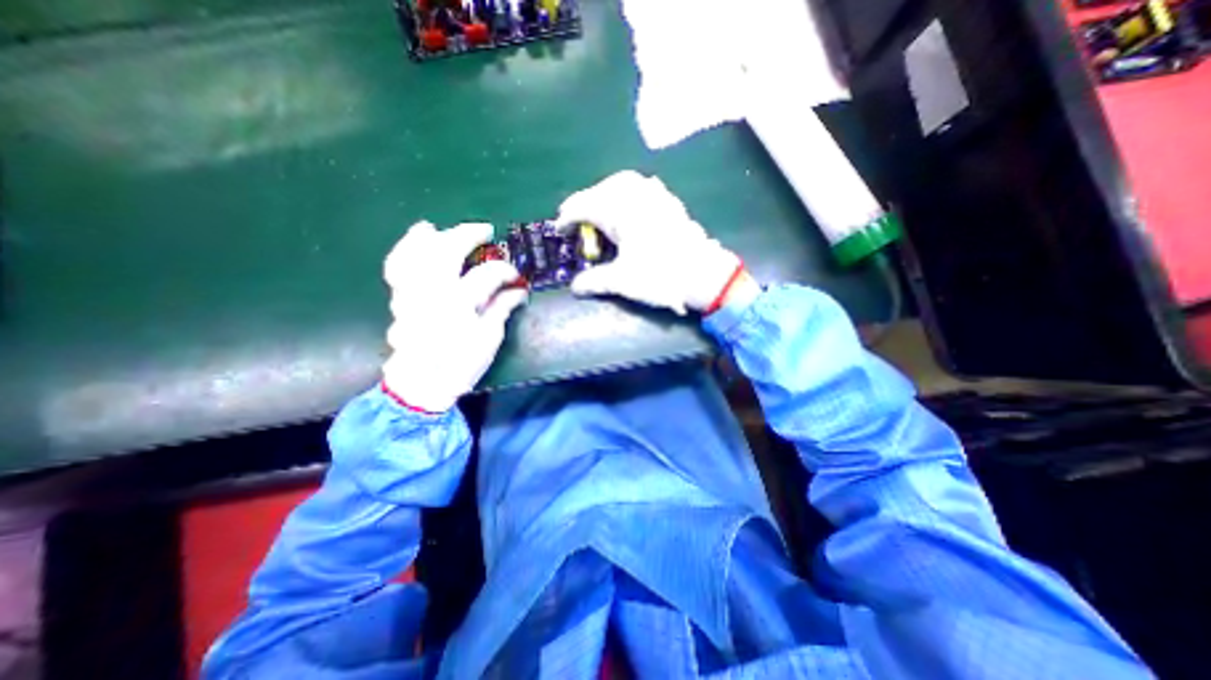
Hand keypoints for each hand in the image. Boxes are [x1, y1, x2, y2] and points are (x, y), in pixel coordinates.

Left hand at [383, 224, 526, 414]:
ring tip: (441, 228)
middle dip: (469, 235)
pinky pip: (398, 264)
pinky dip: (406, 247)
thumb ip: (501, 308)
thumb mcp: (489, 338)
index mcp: (460, 304)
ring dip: (432, 236)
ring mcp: (412, 292)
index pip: (487, 275)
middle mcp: (433, 291)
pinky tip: (416, 238)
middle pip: (447, 251)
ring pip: (417, 251)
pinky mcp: (400, 297)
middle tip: (485, 231)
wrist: (422, 383)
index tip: (515, 276)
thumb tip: (519, 291)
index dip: (505, 271)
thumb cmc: (460, 364)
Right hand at [557, 174, 748, 314]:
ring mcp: (656, 195)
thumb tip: (575, 288)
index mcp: (619, 210)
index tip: (559, 229)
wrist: (704, 274)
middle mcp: (635, 194)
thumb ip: (594, 281)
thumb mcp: (622, 281)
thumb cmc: (660, 275)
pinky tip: (629, 208)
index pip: (583, 206)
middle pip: (601, 189)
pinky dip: (627, 194)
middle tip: (577, 221)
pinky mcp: (669, 202)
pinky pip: (642, 187)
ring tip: (600, 213)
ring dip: (606, 194)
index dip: (567, 218)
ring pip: (622, 183)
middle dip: (585, 203)